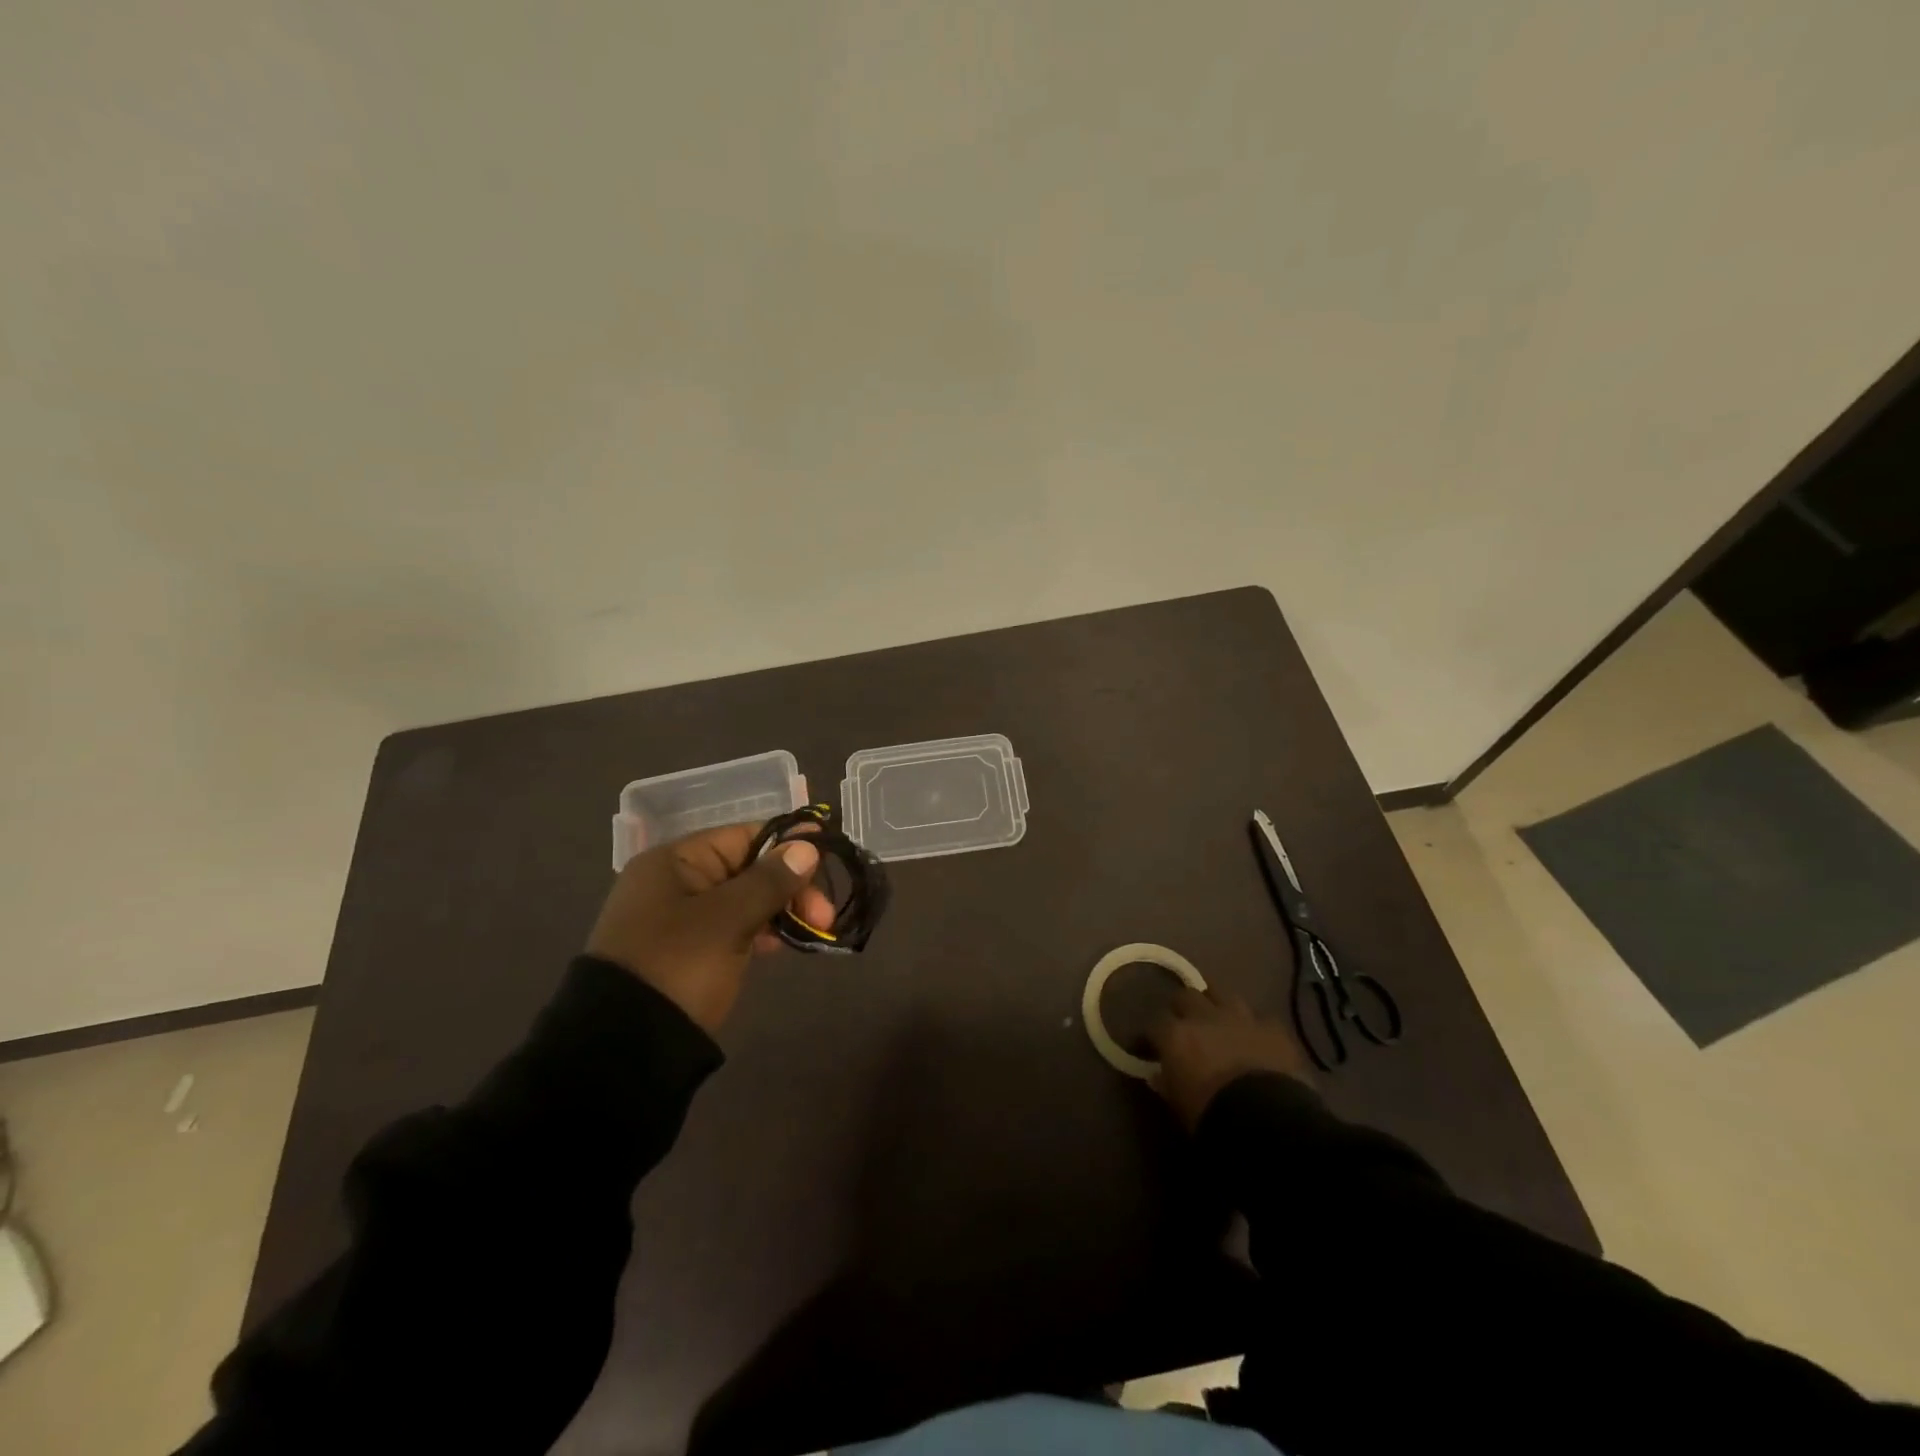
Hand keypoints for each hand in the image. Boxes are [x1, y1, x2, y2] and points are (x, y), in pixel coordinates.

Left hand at [586, 822, 835, 1033]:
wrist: (625, 1048)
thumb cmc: (678, 965)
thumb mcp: (728, 919)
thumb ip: (770, 880)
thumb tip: (807, 846)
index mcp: (674, 862)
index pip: (743, 836)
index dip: (787, 844)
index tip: (827, 857)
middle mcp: (674, 882)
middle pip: (747, 868)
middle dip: (790, 887)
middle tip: (824, 915)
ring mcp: (679, 919)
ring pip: (744, 900)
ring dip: (780, 910)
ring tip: (813, 930)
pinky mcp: (687, 952)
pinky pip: (733, 927)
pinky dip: (760, 931)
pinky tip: (782, 945)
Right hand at [1145, 989, 1312, 1130]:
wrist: (1267, 1121)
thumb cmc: (1212, 1116)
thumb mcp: (1179, 1105)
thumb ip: (1167, 1083)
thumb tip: (1158, 1075)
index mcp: (1176, 1035)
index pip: (1154, 1025)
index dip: (1151, 1036)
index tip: (1150, 1047)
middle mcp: (1204, 1016)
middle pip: (1186, 996)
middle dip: (1183, 1008)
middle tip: (1185, 1024)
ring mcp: (1241, 1017)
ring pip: (1222, 994)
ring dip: (1217, 1005)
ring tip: (1218, 1019)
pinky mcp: (1273, 1027)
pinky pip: (1259, 1018)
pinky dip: (1254, 1026)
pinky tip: (1255, 1038)